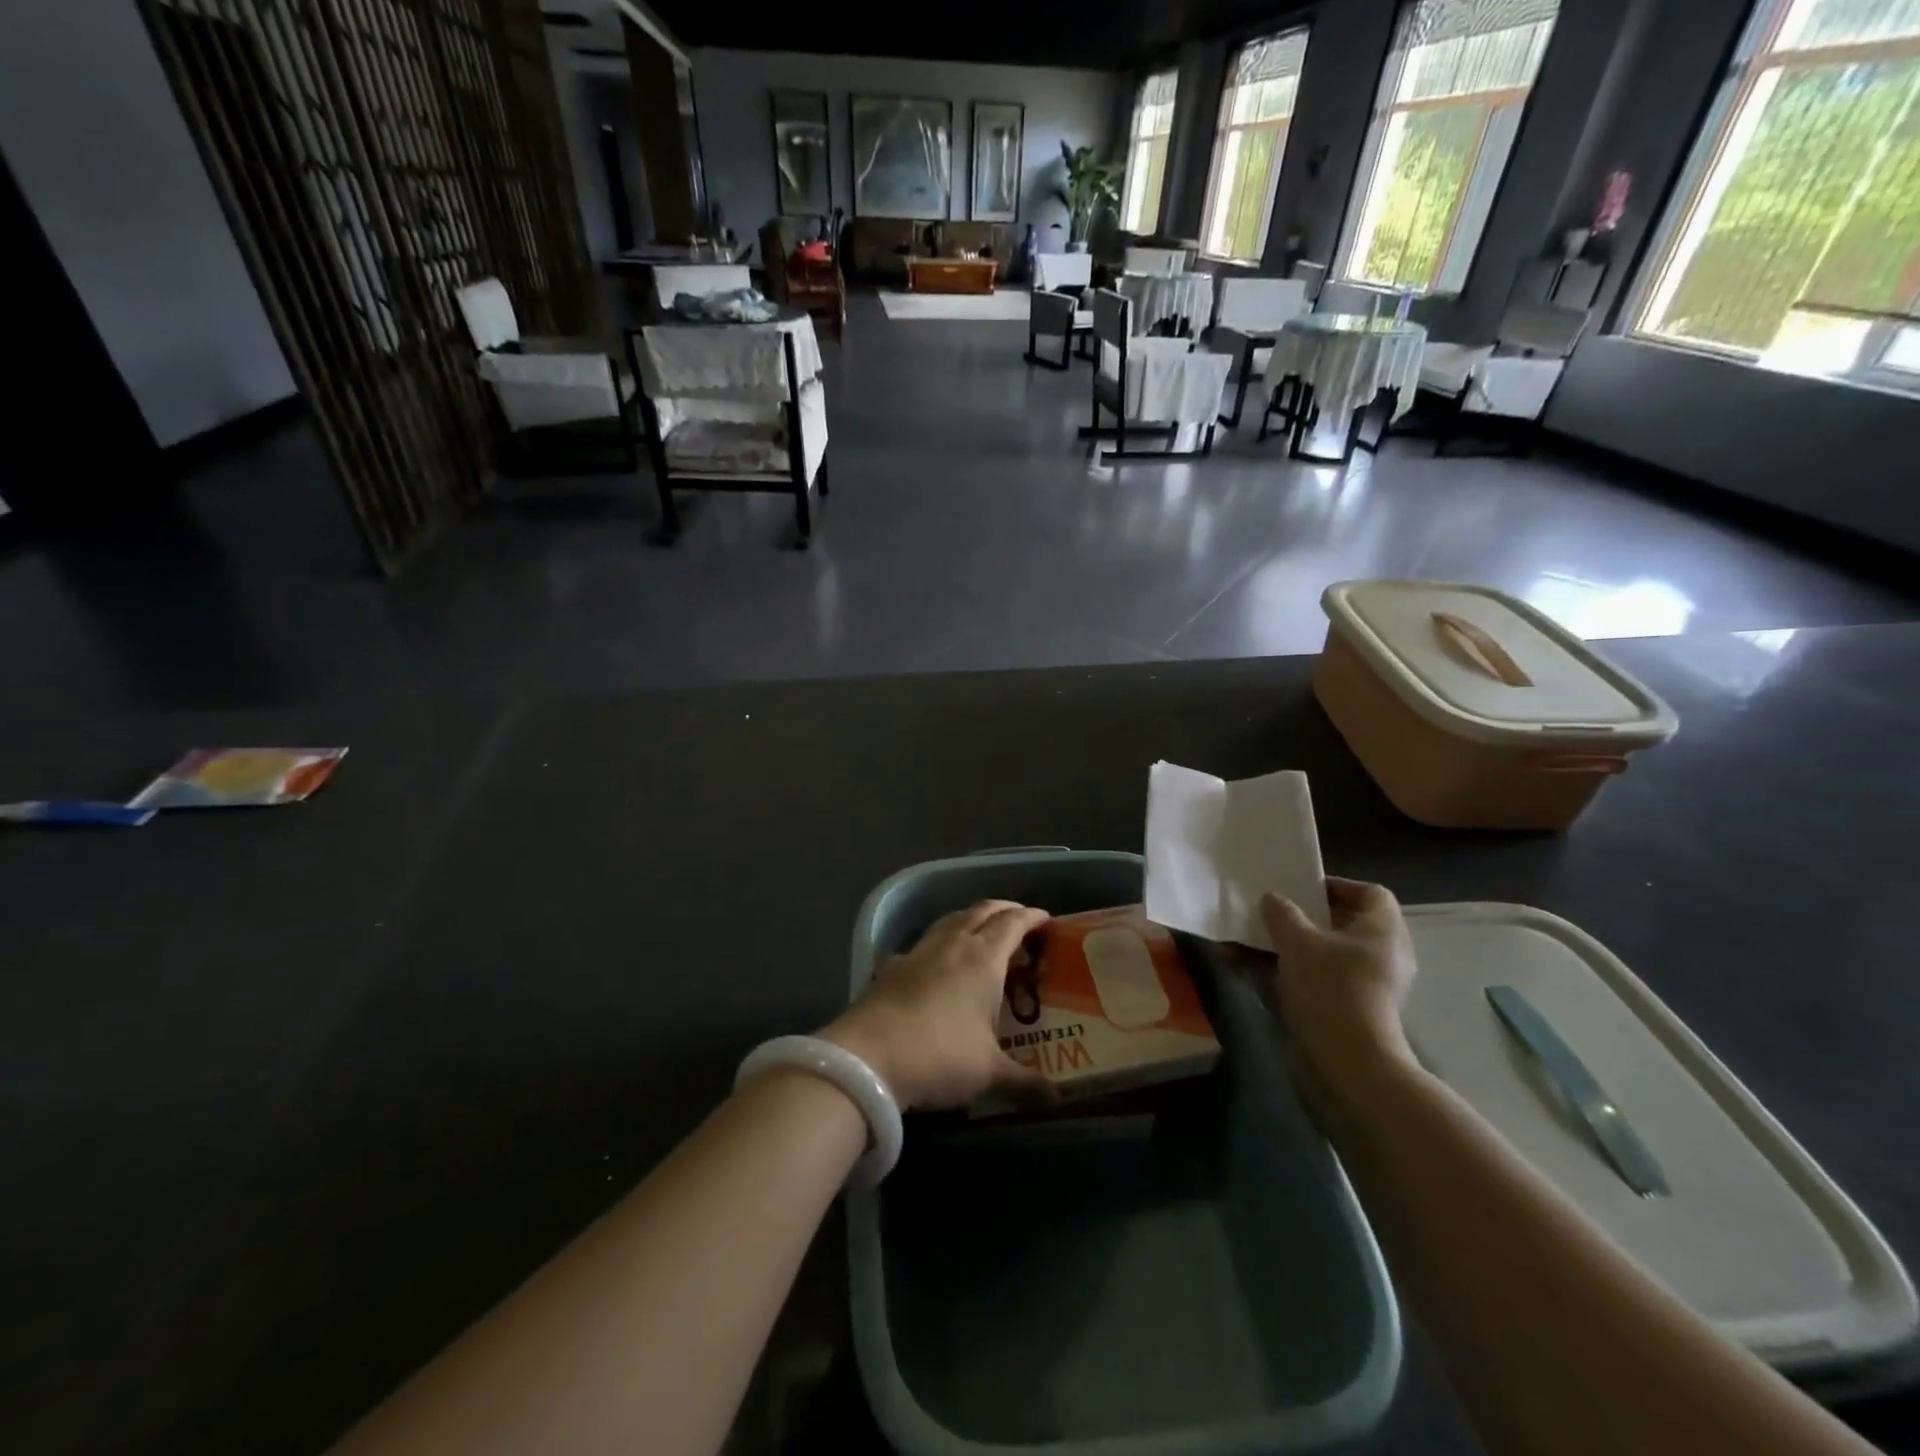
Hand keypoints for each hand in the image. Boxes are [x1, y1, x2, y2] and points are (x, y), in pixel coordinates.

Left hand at [820, 900, 1053, 1110]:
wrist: (867, 1057)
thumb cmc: (940, 1056)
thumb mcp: (989, 1074)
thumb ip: (1025, 1083)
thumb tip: (1058, 1100)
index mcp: (983, 959)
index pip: (1012, 924)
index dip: (1031, 917)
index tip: (1046, 919)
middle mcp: (952, 945)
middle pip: (981, 912)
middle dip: (1002, 909)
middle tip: (1018, 917)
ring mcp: (918, 952)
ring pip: (950, 920)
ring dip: (970, 918)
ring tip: (980, 929)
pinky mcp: (892, 966)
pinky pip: (923, 943)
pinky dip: (938, 943)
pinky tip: (935, 960)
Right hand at [1259, 878, 1419, 1102]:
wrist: (1347, 1063)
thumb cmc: (1331, 988)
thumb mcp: (1298, 942)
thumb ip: (1283, 914)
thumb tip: (1272, 898)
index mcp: (1382, 931)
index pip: (1371, 894)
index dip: (1338, 886)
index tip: (1301, 888)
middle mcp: (1379, 955)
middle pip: (1341, 924)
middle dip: (1301, 917)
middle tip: (1270, 911)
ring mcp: (1363, 986)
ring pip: (1319, 954)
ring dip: (1281, 945)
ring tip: (1242, 937)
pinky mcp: (1345, 1010)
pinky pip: (1310, 979)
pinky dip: (1280, 971)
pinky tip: (1240, 966)